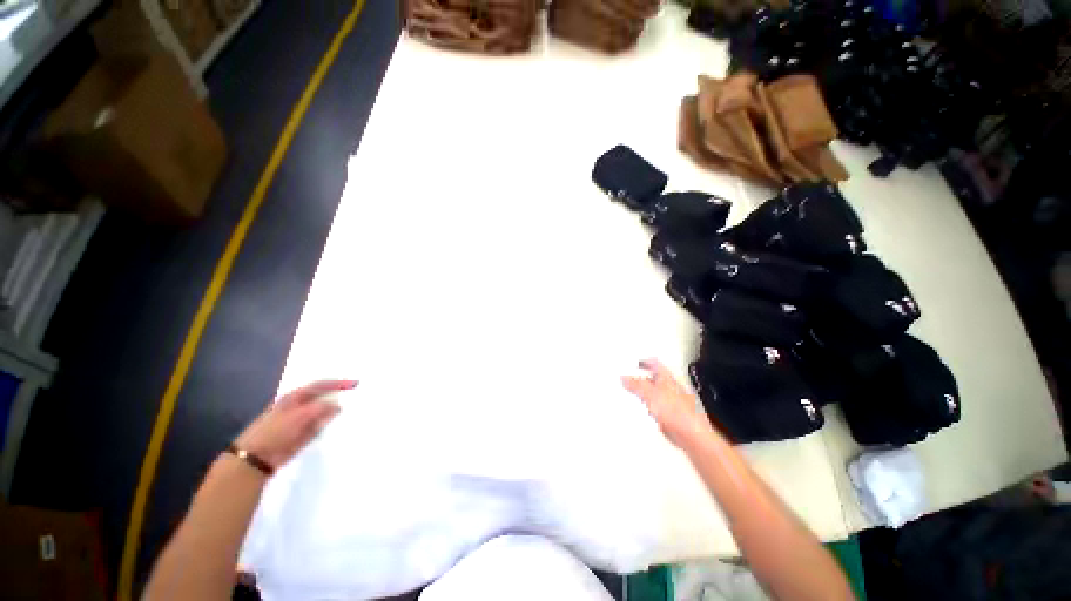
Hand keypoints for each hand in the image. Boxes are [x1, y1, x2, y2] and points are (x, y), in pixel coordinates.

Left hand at [233, 380, 356, 470]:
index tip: (355, 384)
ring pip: (324, 412)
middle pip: (323, 397)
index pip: (320, 385)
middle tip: (357, 394)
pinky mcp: (304, 434)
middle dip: (339, 395)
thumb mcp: (299, 417)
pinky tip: (341, 424)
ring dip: (336, 410)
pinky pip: (321, 426)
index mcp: (295, 397)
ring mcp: (302, 421)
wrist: (256, 459)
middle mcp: (299, 406)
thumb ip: (320, 409)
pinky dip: (330, 424)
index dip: (338, 383)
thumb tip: (338, 405)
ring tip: (354, 408)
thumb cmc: (274, 431)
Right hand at [622, 359, 713, 447]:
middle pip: (651, 378)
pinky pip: (652, 407)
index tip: (631, 362)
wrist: (689, 434)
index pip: (654, 362)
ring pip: (651, 393)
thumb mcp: (650, 393)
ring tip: (628, 393)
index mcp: (666, 377)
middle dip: (639, 378)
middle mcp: (669, 387)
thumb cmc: (677, 412)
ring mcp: (669, 401)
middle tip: (626, 378)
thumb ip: (636, 384)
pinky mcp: (667, 415)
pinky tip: (638, 410)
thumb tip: (624, 378)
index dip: (642, 361)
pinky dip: (644, 407)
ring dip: (641, 393)